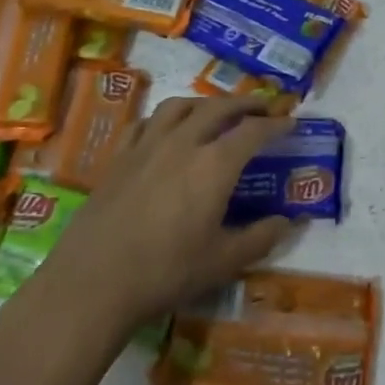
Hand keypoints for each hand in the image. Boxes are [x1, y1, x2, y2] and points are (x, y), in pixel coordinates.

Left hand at [13, 97, 293, 337]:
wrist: (94, 282)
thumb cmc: (166, 272)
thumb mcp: (223, 262)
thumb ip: (260, 238)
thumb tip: (287, 221)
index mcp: (214, 165)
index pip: (253, 131)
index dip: (275, 124)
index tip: (290, 122)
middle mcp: (183, 143)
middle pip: (219, 108)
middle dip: (245, 103)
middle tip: (262, 108)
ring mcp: (146, 146)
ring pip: (180, 106)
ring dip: (205, 102)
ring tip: (216, 111)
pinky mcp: (119, 158)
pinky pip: (145, 123)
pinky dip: (165, 118)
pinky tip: (166, 130)